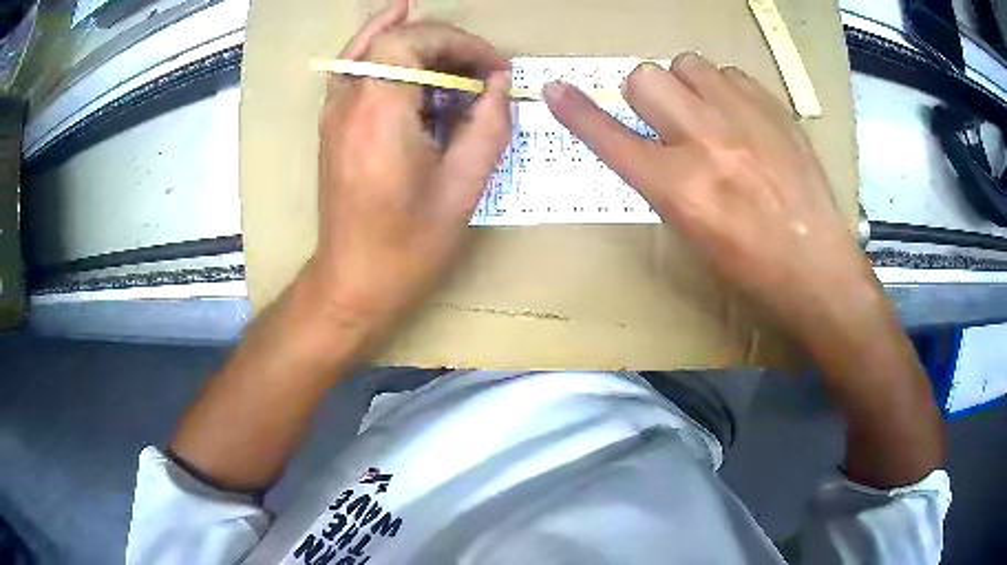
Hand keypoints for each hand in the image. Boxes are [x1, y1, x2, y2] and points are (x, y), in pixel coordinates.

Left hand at [308, 0, 510, 332]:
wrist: (353, 281)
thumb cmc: (408, 245)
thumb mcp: (463, 187)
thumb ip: (487, 126)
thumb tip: (498, 83)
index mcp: (379, 114)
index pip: (412, 41)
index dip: (459, 42)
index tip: (493, 67)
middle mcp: (348, 102)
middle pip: (392, 39)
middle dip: (444, 41)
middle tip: (480, 66)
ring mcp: (334, 111)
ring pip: (368, 47)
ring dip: (414, 39)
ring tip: (452, 45)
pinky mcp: (333, 123)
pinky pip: (354, 66)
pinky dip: (376, 41)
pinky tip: (395, 22)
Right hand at [543, 54, 877, 339]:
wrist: (818, 269)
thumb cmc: (750, 269)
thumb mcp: (691, 234)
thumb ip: (662, 180)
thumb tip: (649, 142)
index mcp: (680, 189)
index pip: (611, 137)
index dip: (578, 111)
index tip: (558, 90)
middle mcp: (707, 142)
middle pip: (645, 77)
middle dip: (647, 96)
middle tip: (667, 120)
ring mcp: (745, 119)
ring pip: (687, 63)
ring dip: (686, 85)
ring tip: (707, 113)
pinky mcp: (775, 109)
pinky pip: (730, 73)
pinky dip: (724, 89)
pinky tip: (740, 116)